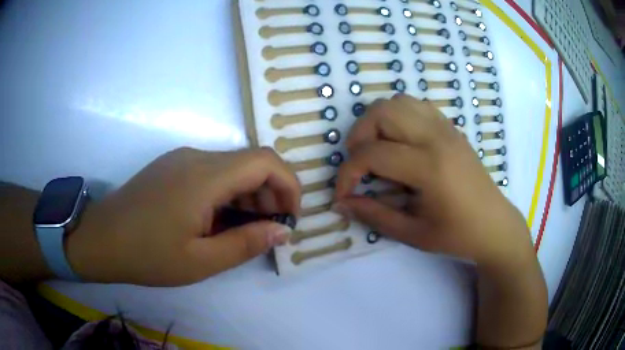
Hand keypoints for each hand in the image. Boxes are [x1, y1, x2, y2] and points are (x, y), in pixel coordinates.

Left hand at [66, 147, 299, 285]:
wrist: (101, 239)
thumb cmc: (147, 254)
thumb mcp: (201, 261)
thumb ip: (246, 243)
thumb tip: (282, 231)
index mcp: (205, 176)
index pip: (265, 161)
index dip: (288, 185)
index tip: (289, 217)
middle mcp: (196, 157)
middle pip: (251, 162)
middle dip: (270, 193)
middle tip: (269, 229)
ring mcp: (182, 159)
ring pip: (232, 167)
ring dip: (248, 194)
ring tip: (244, 229)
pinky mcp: (172, 166)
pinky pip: (212, 172)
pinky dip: (228, 192)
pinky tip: (217, 220)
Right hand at [333, 94, 532, 267]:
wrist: (494, 225)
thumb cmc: (457, 235)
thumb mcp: (412, 233)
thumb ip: (374, 215)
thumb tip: (341, 203)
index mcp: (429, 167)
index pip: (372, 154)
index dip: (347, 173)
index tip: (344, 193)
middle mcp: (436, 138)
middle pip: (382, 112)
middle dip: (359, 136)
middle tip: (359, 163)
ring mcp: (446, 128)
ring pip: (398, 102)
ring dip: (378, 121)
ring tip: (378, 149)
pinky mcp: (451, 128)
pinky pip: (417, 106)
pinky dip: (399, 117)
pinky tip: (401, 142)